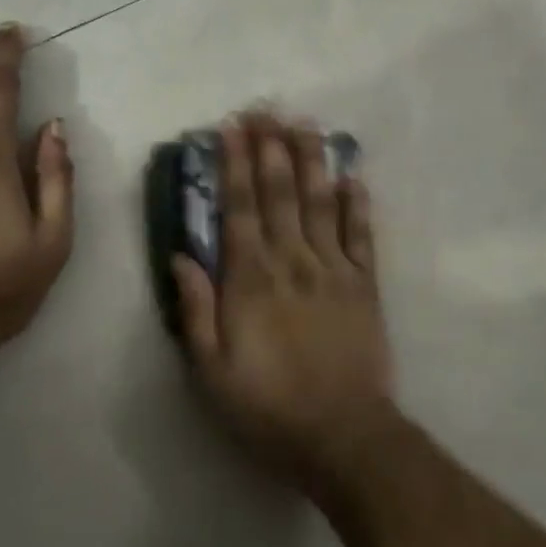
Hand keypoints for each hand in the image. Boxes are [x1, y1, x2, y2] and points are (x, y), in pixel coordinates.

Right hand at [173, 113, 394, 492]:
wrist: (344, 438)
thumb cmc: (269, 408)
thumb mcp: (213, 373)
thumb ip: (197, 311)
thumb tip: (181, 255)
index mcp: (252, 279)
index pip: (240, 207)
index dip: (234, 164)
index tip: (231, 128)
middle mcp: (293, 260)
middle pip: (280, 191)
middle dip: (270, 146)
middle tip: (265, 108)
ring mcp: (333, 268)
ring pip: (320, 201)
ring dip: (311, 159)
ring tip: (304, 123)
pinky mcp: (365, 283)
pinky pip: (361, 234)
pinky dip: (357, 202)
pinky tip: (352, 174)